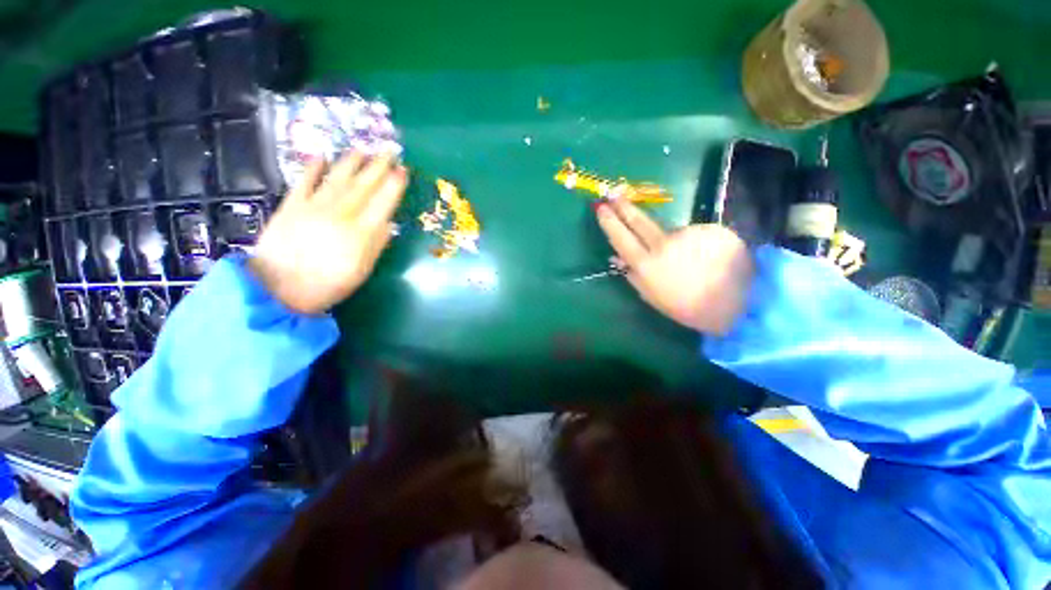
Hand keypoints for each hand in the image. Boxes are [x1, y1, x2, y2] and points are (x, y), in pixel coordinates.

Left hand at [249, 151, 407, 313]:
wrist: (278, 290)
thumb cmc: (329, 285)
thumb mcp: (362, 270)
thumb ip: (376, 244)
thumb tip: (389, 223)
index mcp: (360, 232)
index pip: (382, 202)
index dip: (394, 185)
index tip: (403, 170)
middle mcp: (340, 213)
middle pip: (363, 186)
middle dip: (378, 167)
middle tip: (389, 150)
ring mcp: (313, 207)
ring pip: (337, 179)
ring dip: (350, 162)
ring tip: (361, 149)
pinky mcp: (290, 206)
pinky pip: (304, 182)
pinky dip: (312, 169)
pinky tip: (320, 156)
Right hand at [595, 200, 753, 335]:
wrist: (739, 304)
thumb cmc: (687, 307)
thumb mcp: (652, 296)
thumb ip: (632, 274)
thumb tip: (616, 255)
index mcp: (647, 264)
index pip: (621, 237)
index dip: (609, 222)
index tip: (600, 208)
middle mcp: (665, 243)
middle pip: (640, 220)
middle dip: (624, 207)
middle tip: (613, 194)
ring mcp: (690, 233)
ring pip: (672, 230)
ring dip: (674, 240)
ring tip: (690, 261)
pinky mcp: (713, 228)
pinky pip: (696, 233)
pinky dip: (697, 242)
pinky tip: (707, 257)